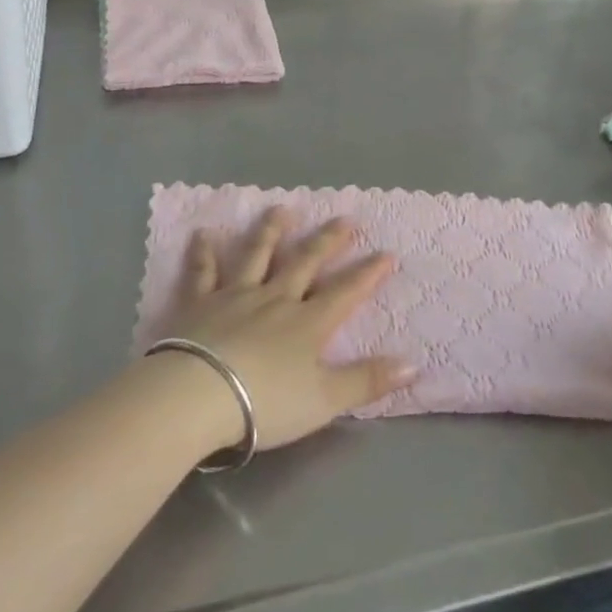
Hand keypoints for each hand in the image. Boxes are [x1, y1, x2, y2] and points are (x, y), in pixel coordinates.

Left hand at [155, 207, 414, 454]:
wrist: (197, 396)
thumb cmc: (265, 402)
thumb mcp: (324, 399)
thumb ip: (366, 381)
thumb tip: (414, 364)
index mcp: (307, 322)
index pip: (345, 292)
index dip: (368, 273)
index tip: (387, 253)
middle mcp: (275, 298)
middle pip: (305, 262)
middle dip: (327, 240)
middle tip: (344, 218)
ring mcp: (235, 296)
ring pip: (257, 255)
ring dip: (271, 231)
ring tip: (282, 209)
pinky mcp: (199, 303)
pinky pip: (202, 272)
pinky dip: (203, 252)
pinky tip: (203, 234)